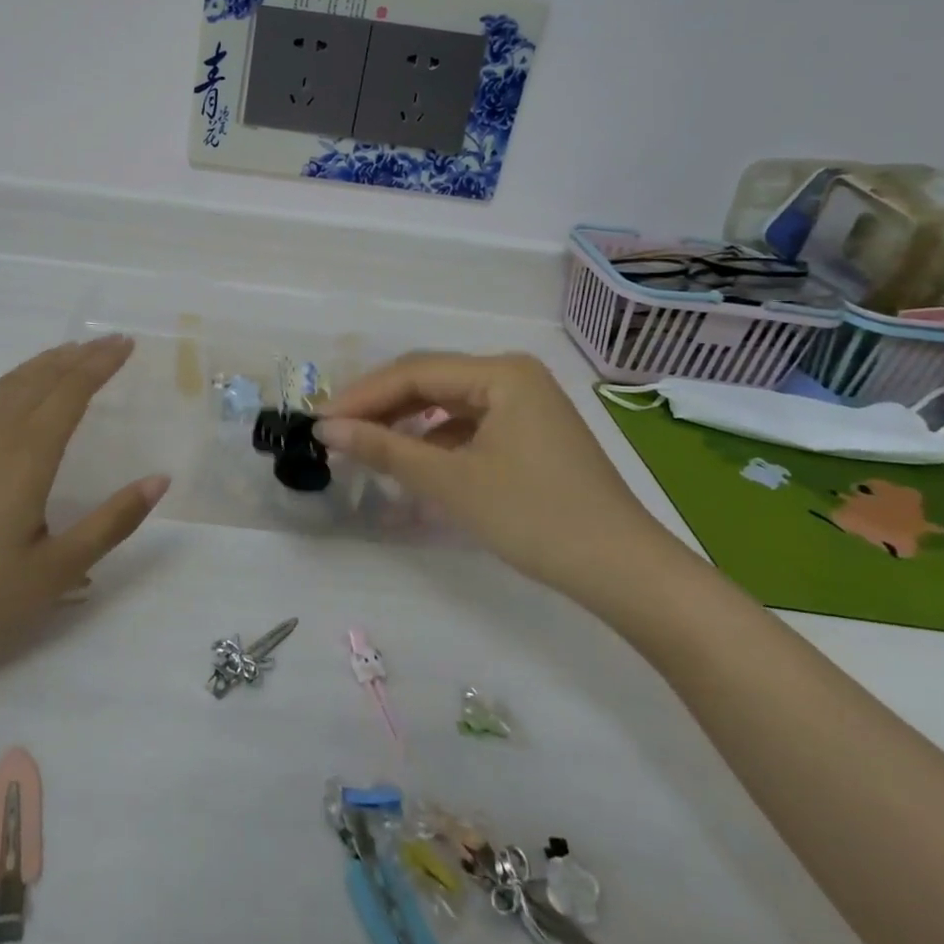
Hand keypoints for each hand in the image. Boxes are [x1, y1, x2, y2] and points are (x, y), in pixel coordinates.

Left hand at [0, 336, 168, 674]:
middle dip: (76, 356)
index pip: (70, 393)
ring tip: (67, 355)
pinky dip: (14, 386)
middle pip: (38, 380)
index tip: (126, 344)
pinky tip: (16, 402)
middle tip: (107, 342)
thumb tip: (159, 479)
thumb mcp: (56, 572)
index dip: (100, 364)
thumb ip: (111, 522)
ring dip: (42, 365)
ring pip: (7, 388)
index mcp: (26, 457)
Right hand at [315, 353, 673, 602]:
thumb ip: (386, 449)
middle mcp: (512, 374)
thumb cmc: (536, 518)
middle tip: (333, 432)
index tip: (319, 421)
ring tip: (361, 443)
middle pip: (429, 381)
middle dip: (379, 406)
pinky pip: (467, 424)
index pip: (414, 372)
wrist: (623, 572)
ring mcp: (524, 403)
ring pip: (446, 403)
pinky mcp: (528, 432)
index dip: (362, 396)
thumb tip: (326, 429)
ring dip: (403, 422)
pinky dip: (433, 439)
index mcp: (501, 372)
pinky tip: (409, 458)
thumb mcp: (452, 483)